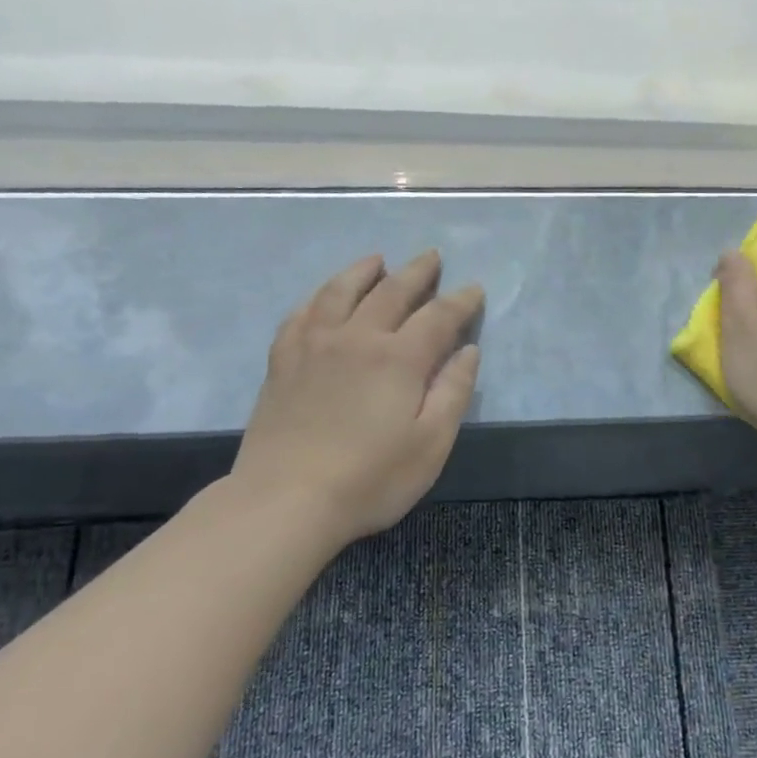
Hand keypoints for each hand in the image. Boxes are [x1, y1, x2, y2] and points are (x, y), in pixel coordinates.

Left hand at [229, 251, 483, 545]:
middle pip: (391, 291)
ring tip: (376, 260)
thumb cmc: (370, 479)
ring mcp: (314, 345)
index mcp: (399, 358)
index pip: (438, 316)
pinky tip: (322, 298)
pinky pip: (301, 314)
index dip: (460, 301)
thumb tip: (467, 351)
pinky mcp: (282, 361)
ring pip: (340, 291)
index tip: (474, 289)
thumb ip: (453, 393)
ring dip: (363, 271)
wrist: (285, 500)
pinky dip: (318, 297)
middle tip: (431, 257)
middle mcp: (357, 338)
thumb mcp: (431, 444)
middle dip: (416, 272)